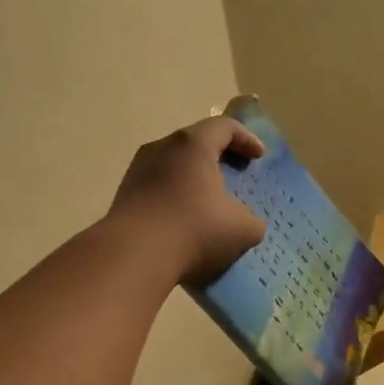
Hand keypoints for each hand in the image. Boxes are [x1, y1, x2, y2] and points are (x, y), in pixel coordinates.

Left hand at [109, 114, 266, 285]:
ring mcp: (137, 171)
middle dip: (218, 156)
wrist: (133, 257)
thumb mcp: (242, 229)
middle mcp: (161, 148)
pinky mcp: (124, 197)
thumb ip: (252, 220)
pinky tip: (184, 222)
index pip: (224, 126)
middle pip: (195, 142)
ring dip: (193, 179)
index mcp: (192, 144)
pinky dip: (175, 197)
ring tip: (209, 201)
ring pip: (173, 166)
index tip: (259, 157)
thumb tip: (247, 222)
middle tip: (235, 173)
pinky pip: (157, 188)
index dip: (246, 138)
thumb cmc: (195, 230)